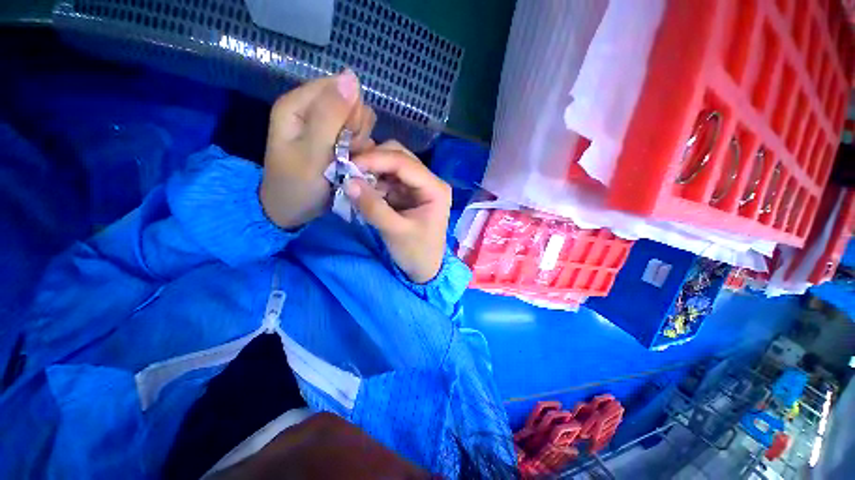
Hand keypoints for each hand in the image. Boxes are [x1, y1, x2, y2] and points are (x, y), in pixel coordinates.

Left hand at [260, 70, 375, 228]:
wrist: (292, 212)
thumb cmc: (297, 184)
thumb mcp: (312, 152)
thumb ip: (331, 116)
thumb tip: (351, 76)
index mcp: (298, 105)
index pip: (339, 87)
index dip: (350, 112)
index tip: (346, 138)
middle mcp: (313, 111)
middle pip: (353, 105)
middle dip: (356, 131)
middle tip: (345, 153)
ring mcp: (327, 128)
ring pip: (360, 123)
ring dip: (360, 143)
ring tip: (346, 162)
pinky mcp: (337, 142)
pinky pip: (361, 138)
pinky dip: (361, 152)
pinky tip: (352, 165)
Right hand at [346, 141, 451, 283]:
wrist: (424, 269)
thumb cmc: (416, 253)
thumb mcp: (395, 231)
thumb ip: (373, 207)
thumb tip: (348, 182)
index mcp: (435, 188)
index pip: (404, 163)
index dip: (375, 159)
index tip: (348, 165)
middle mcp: (429, 181)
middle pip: (398, 157)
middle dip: (372, 162)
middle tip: (348, 172)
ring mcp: (418, 186)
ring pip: (391, 166)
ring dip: (370, 172)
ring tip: (352, 183)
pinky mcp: (407, 194)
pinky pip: (387, 180)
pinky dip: (372, 183)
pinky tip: (361, 191)